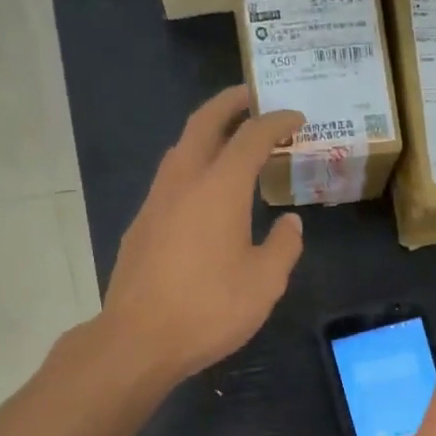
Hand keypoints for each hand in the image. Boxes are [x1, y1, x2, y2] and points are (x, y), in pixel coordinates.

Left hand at [101, 87, 304, 383]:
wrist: (139, 338)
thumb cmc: (210, 309)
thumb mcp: (265, 283)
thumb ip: (283, 247)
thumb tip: (290, 223)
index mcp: (220, 189)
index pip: (251, 138)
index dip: (276, 123)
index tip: (296, 119)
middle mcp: (183, 182)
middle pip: (204, 124)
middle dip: (229, 104)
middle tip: (251, 97)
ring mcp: (155, 202)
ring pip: (180, 149)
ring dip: (205, 135)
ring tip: (228, 142)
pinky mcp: (141, 226)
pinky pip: (169, 181)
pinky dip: (191, 168)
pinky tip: (202, 194)